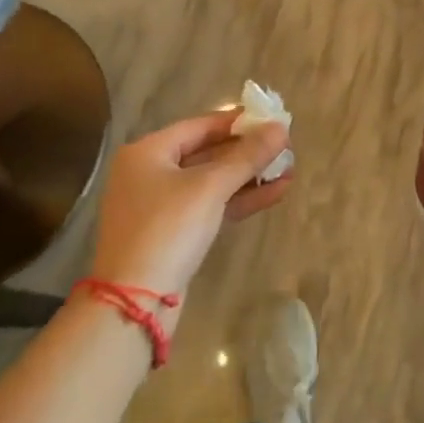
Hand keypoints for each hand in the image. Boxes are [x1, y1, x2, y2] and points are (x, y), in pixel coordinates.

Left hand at [87, 110, 291, 318]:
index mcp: (148, 152)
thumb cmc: (168, 229)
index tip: (272, 120)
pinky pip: (211, 206)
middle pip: (207, 152)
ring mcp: (160, 206)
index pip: (200, 125)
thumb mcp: (210, 187)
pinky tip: (275, 193)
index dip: (238, 122)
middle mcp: (150, 173)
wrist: (135, 302)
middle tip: (285, 148)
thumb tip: (281, 128)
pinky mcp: (173, 233)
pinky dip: (239, 199)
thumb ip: (247, 156)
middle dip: (248, 152)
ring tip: (288, 170)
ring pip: (212, 182)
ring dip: (249, 177)